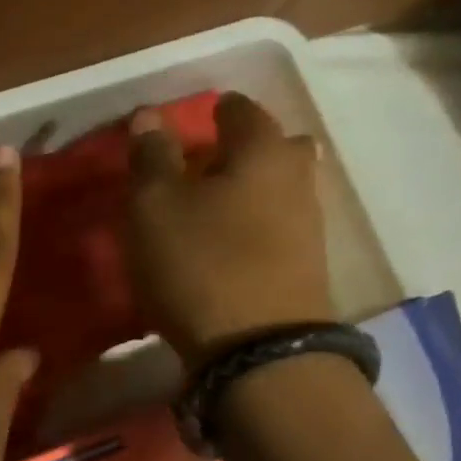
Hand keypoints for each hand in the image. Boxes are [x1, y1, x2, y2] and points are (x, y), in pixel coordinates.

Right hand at [125, 90, 331, 363]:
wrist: (260, 351)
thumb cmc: (199, 262)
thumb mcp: (154, 205)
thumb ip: (151, 157)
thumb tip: (150, 116)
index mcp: (262, 151)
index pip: (242, 110)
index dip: (216, 109)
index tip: (197, 117)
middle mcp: (296, 180)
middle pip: (277, 148)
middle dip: (246, 148)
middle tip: (209, 161)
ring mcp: (309, 227)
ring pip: (281, 189)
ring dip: (251, 188)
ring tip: (211, 205)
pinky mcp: (307, 269)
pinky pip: (280, 227)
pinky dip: (257, 224)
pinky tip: (230, 242)